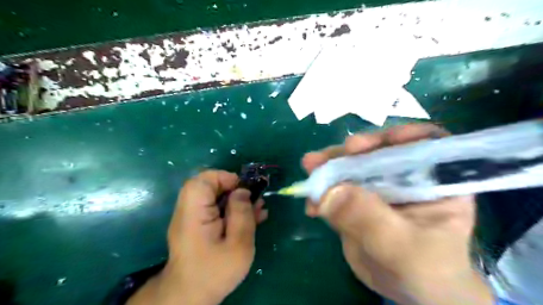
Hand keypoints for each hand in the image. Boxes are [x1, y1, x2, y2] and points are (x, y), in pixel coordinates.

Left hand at [129, 170, 268, 304]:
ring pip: (215, 197)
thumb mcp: (238, 245)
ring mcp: (193, 218)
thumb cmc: (215, 272)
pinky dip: (233, 210)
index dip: (224, 178)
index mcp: (194, 213)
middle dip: (235, 189)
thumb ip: (242, 214)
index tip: (244, 190)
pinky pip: (216, 209)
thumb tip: (242, 191)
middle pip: (209, 186)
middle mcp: (189, 211)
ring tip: (258, 208)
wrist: (192, 296)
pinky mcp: (199, 226)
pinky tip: (252, 217)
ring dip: (237, 200)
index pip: (202, 180)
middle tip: (253, 200)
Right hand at [304, 124, 494, 304]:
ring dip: (329, 167)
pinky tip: (312, 204)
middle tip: (324, 157)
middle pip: (378, 151)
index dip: (396, 136)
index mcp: (434, 180)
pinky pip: (338, 188)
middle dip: (349, 152)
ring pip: (353, 167)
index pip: (423, 143)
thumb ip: (369, 218)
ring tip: (309, 169)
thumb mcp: (402, 247)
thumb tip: (329, 192)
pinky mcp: (358, 199)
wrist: (409, 291)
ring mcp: (378, 186)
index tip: (366, 144)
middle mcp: (406, 176)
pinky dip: (323, 192)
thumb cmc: (425, 270)